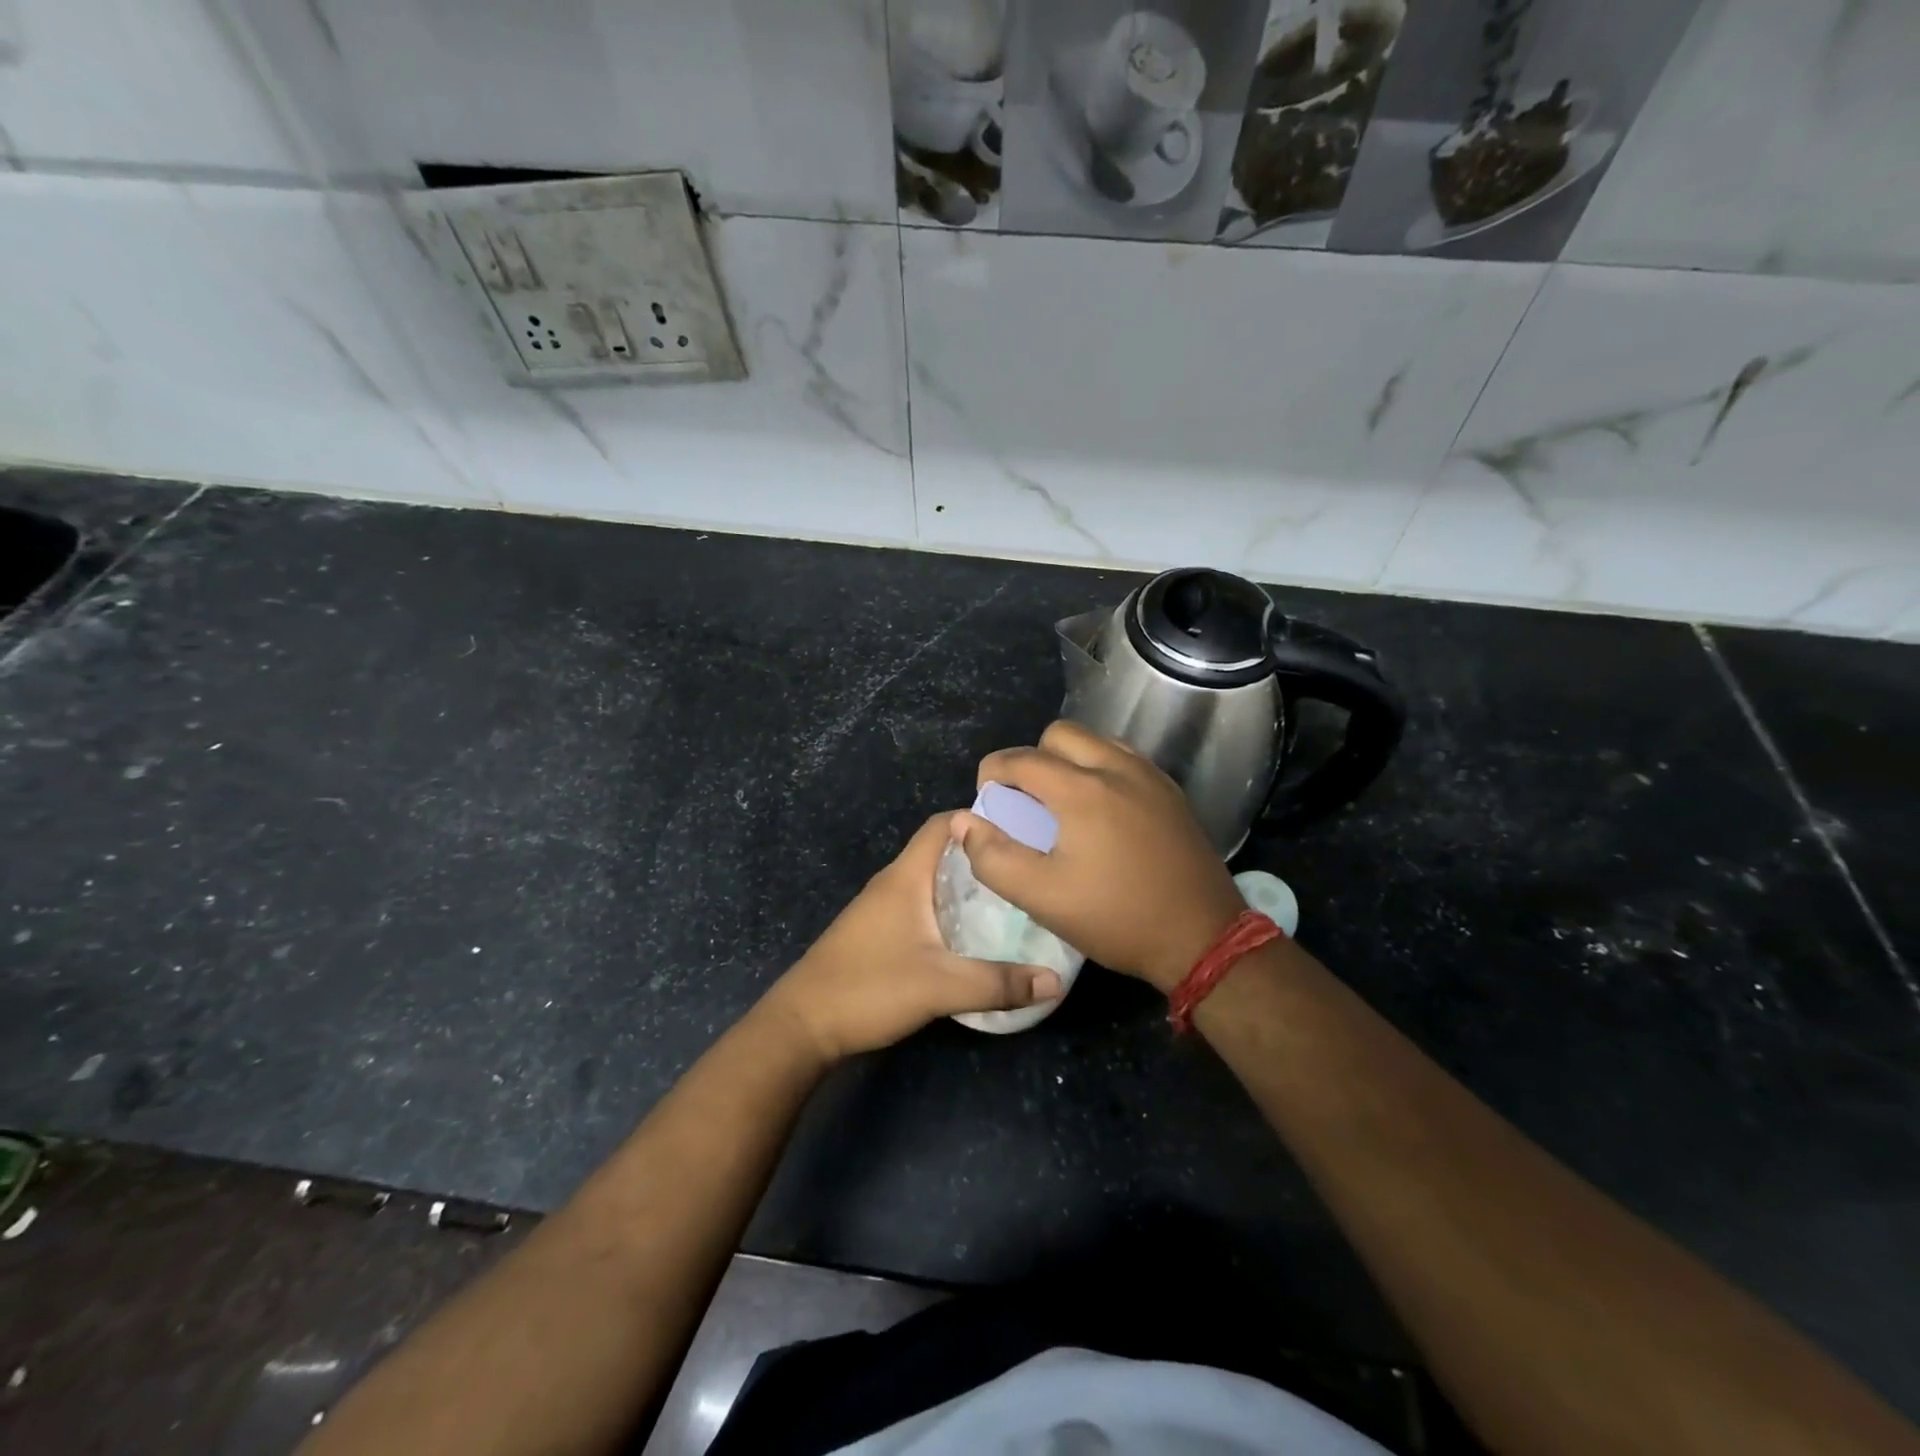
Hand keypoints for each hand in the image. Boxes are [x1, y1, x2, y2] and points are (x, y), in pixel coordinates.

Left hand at [763, 815, 1062, 1062]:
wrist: (802, 1024)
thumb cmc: (869, 988)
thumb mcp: (941, 987)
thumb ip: (999, 983)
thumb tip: (1055, 980)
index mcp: (906, 876)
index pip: (943, 824)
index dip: (979, 819)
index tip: (1022, 830)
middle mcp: (893, 882)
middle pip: (942, 851)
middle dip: (982, 855)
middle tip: (1026, 869)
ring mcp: (882, 907)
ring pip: (932, 881)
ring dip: (966, 885)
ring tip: (1011, 900)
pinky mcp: (877, 931)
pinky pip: (921, 905)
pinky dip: (948, 908)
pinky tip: (972, 933)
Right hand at [956, 721, 1245, 991]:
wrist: (1203, 938)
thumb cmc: (1116, 918)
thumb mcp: (1042, 898)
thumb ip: (994, 857)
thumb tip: (964, 822)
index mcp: (1082, 790)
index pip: (1021, 759)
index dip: (993, 772)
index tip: (986, 797)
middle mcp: (1117, 768)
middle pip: (1060, 734)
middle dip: (1033, 758)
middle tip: (1027, 800)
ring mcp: (1150, 776)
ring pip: (1096, 741)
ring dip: (1069, 760)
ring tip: (1063, 803)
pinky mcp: (1171, 792)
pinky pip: (1124, 759)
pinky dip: (1101, 769)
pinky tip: (1102, 811)